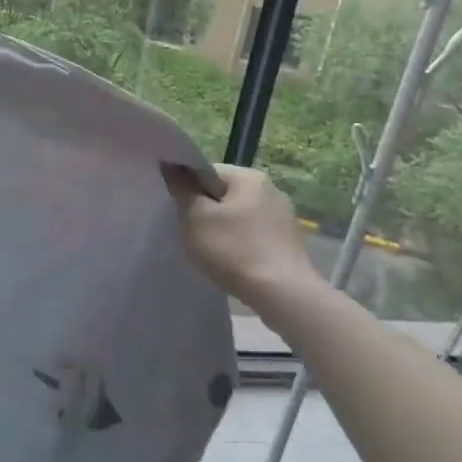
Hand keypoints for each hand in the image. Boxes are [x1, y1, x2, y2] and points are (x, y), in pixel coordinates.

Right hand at [170, 163, 322, 311]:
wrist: (284, 296)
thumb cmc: (235, 250)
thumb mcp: (195, 216)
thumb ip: (181, 187)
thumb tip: (172, 165)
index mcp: (249, 177)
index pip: (207, 172)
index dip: (188, 190)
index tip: (180, 212)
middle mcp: (271, 190)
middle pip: (224, 194)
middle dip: (206, 211)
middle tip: (192, 233)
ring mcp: (284, 217)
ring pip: (239, 217)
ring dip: (223, 229)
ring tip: (211, 251)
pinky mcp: (289, 243)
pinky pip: (254, 235)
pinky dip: (240, 244)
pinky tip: (234, 262)